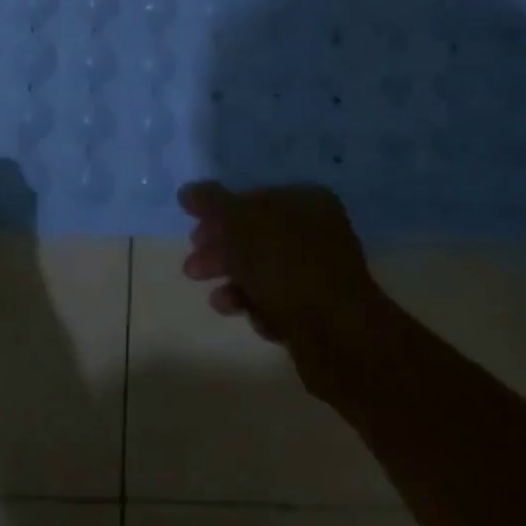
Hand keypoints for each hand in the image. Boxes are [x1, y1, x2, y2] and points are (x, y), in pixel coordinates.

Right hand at [178, 180, 384, 346]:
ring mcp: (321, 274)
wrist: (337, 334)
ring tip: (219, 302)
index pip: (254, 199)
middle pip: (256, 237)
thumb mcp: (239, 223)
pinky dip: (260, 309)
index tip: (193, 235)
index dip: (219, 215)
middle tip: (193, 269)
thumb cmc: (285, 265)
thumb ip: (211, 202)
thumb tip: (187, 190)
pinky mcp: (319, 312)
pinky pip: (279, 303)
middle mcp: (318, 232)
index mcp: (307, 201)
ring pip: (264, 272)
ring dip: (235, 284)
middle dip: (221, 253)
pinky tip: (253, 318)